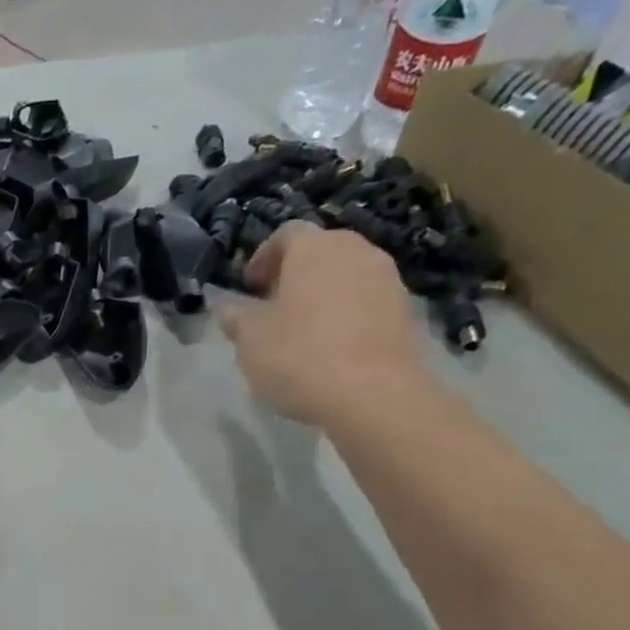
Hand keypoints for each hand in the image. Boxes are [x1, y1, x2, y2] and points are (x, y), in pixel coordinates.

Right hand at [214, 222, 425, 425]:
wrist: (373, 395)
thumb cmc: (299, 356)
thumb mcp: (250, 339)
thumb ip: (234, 315)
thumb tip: (222, 303)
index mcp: (313, 248)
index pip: (285, 234)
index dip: (263, 258)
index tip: (249, 288)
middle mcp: (356, 251)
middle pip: (319, 252)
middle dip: (294, 274)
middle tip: (273, 307)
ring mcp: (387, 279)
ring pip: (346, 275)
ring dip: (322, 294)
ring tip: (303, 330)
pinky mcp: (406, 310)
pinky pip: (367, 301)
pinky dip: (347, 314)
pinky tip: (332, 348)